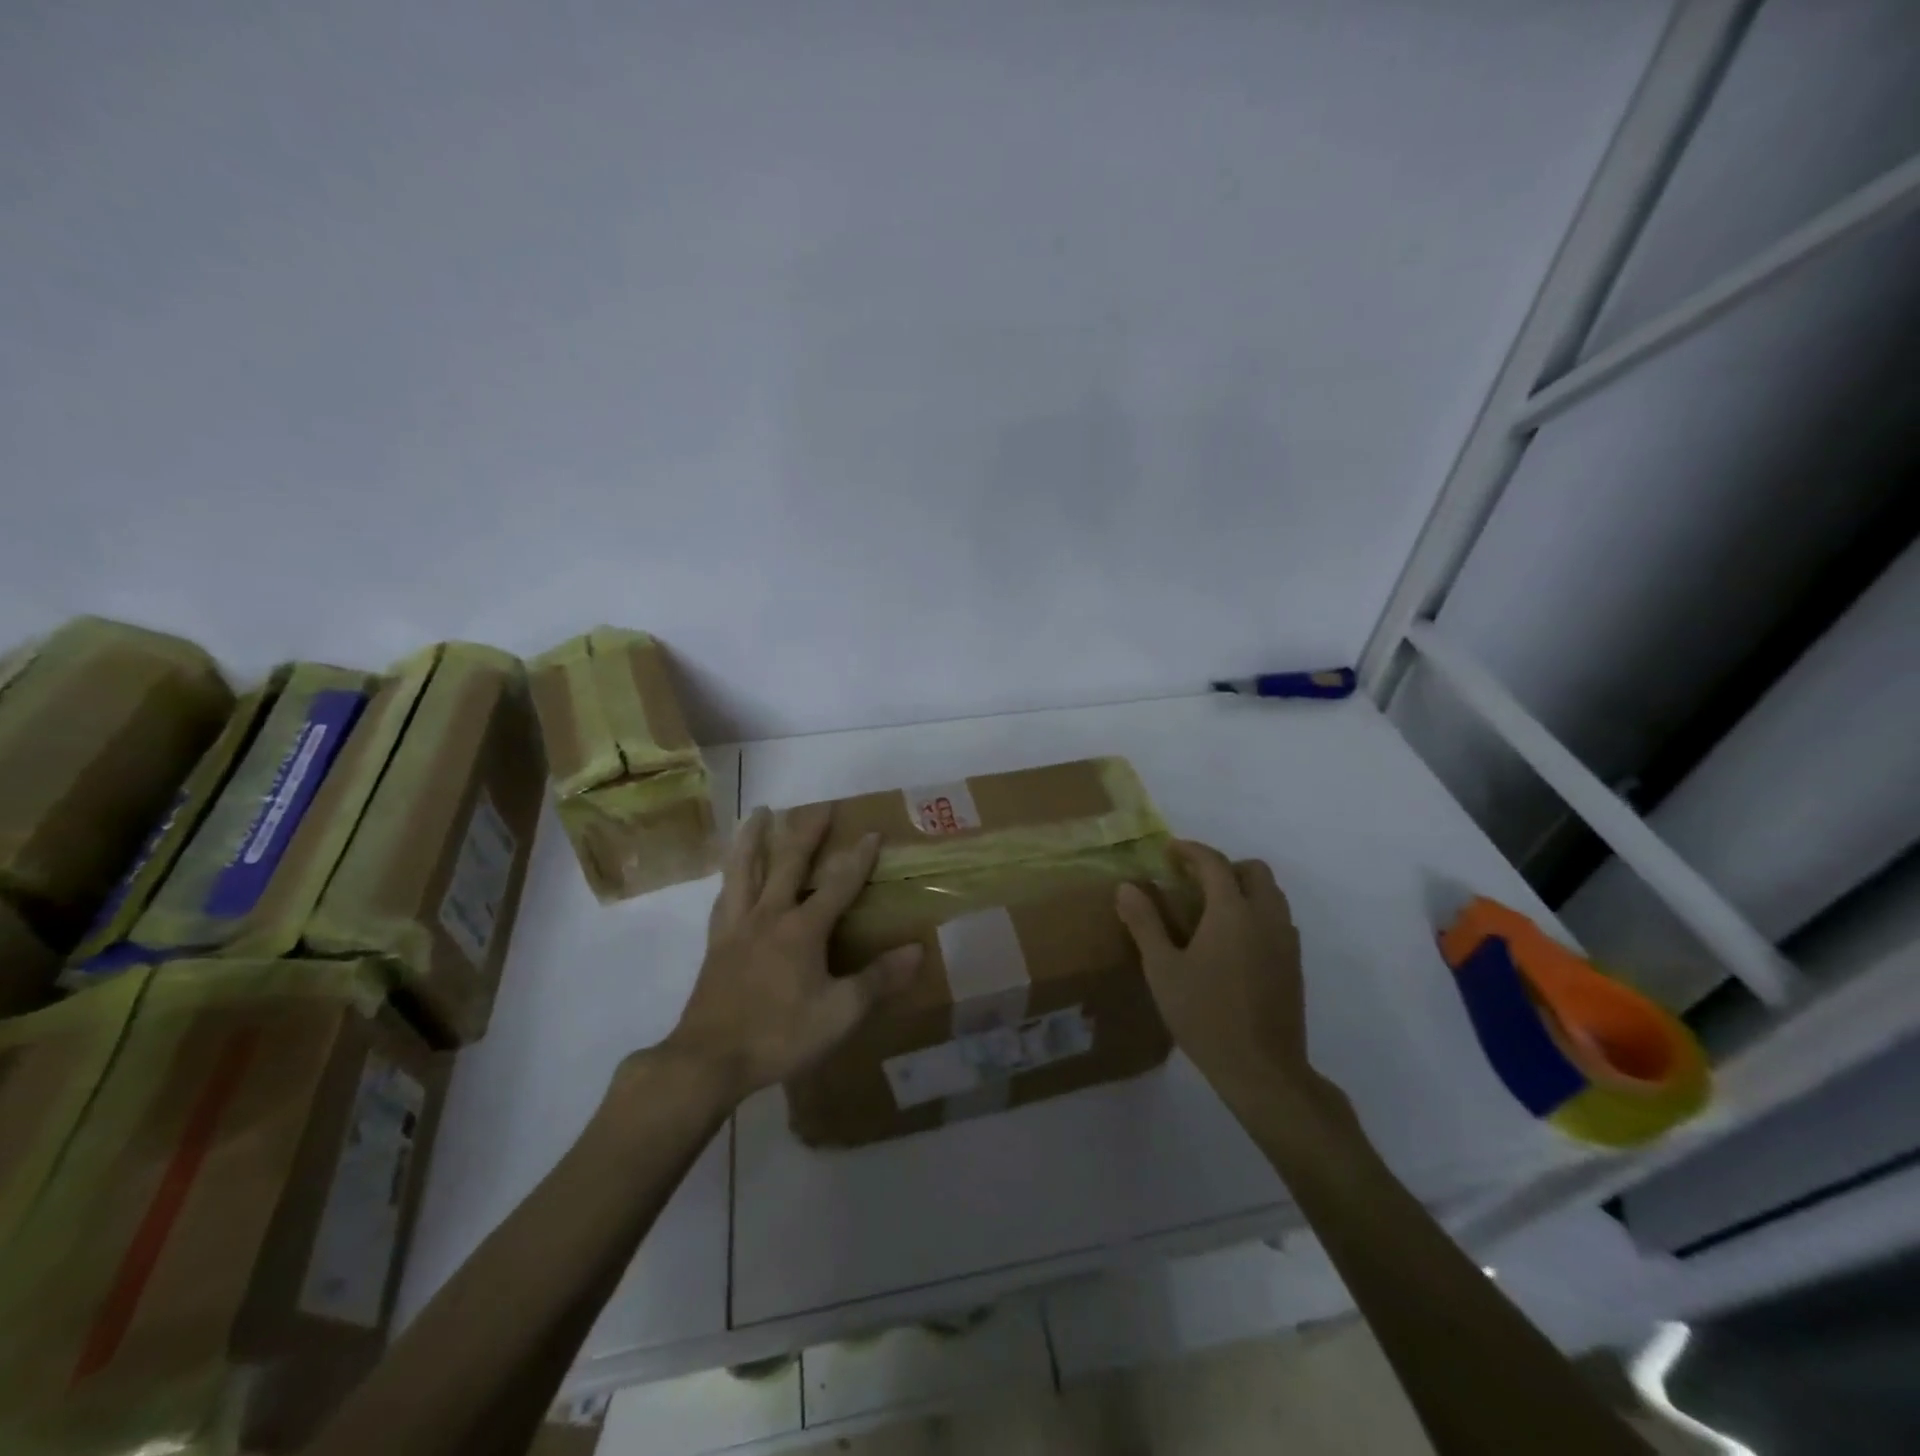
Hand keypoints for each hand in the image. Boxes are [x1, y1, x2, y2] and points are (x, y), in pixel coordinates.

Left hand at [659, 804, 922, 1105]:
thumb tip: (918, 950)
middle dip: (807, 833)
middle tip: (820, 806)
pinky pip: (723, 898)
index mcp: (802, 929)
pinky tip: (732, 875)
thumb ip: (878, 980)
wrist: (707, 1060)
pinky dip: (730, 877)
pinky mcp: (715, 944)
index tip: (873, 832)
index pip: (838, 885)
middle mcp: (768, 916)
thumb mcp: (839, 1013)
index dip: (859, 859)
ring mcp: (736, 927)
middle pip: (788, 863)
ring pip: (744, 869)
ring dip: (753, 837)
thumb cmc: (779, 1035)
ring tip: (759, 812)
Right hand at [1116, 841, 1319, 1106]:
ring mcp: (1286, 941)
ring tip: (1211, 910)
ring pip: (1272, 895)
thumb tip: (1127, 887)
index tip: (1169, 850)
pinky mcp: (1294, 965)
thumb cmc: (1205, 1015)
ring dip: (1244, 888)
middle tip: (1193, 881)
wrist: (1262, 1070)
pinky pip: (1278, 920)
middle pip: (1254, 871)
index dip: (1191, 851)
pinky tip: (1232, 942)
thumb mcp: (1163, 969)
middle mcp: (1266, 917)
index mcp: (1233, 912)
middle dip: (1224, 866)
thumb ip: (1145, 923)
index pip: (1214, 863)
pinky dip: (1257, 913)